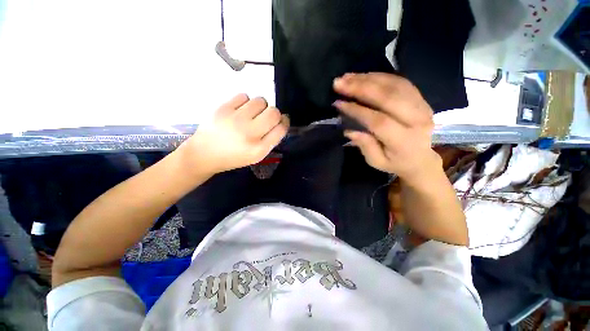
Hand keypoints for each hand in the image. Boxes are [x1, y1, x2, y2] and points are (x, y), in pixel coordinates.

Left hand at [183, 94, 288, 174]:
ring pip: (261, 101)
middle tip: (266, 118)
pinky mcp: (223, 108)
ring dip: (261, 106)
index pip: (281, 128)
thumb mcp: (256, 156)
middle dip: (275, 113)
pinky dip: (245, 102)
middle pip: (274, 112)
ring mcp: (235, 119)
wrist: (204, 154)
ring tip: (252, 114)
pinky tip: (240, 110)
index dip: (284, 122)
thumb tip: (280, 122)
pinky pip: (244, 96)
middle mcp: (249, 134)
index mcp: (259, 149)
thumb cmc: (234, 157)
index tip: (282, 121)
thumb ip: (270, 140)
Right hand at [333, 73, 440, 182]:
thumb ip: (365, 146)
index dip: (357, 110)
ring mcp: (422, 106)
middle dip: (360, 87)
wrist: (424, 158)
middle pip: (388, 97)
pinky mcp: (421, 98)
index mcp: (404, 141)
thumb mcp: (377, 162)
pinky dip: (380, 76)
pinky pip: (400, 82)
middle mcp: (417, 120)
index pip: (379, 121)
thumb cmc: (397, 163)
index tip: (339, 103)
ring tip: (347, 77)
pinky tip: (364, 76)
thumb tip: (349, 130)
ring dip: (368, 78)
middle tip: (339, 82)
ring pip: (394, 85)